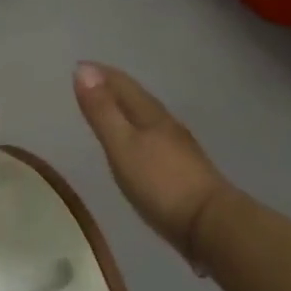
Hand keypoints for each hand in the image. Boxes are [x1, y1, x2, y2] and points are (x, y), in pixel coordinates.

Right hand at [73, 63, 228, 269]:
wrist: (211, 225)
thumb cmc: (160, 183)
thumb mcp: (122, 146)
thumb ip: (102, 111)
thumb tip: (83, 70)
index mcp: (151, 115)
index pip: (123, 85)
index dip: (101, 74)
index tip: (79, 65)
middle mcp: (167, 125)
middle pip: (137, 98)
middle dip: (114, 87)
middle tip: (91, 82)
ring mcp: (179, 148)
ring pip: (148, 118)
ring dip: (127, 109)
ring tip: (110, 110)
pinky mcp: (184, 170)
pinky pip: (154, 139)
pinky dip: (138, 132)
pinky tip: (137, 145)